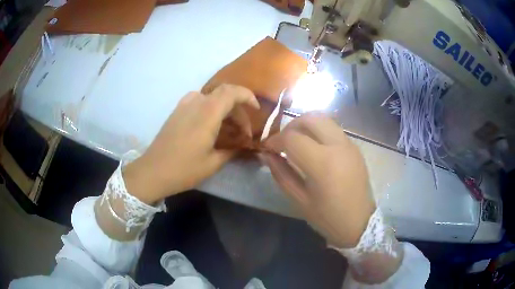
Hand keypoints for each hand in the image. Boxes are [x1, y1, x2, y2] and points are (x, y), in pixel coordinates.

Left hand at [123, 84, 259, 203]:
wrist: (153, 171)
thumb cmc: (184, 168)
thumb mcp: (213, 163)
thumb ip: (232, 150)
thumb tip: (245, 146)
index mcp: (208, 112)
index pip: (233, 92)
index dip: (248, 97)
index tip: (256, 110)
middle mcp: (196, 102)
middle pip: (224, 94)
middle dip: (238, 109)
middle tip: (243, 130)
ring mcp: (184, 105)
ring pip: (212, 97)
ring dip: (225, 109)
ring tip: (228, 129)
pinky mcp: (177, 111)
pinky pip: (199, 101)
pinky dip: (211, 109)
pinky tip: (211, 126)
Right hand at [261, 113, 375, 247]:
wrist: (360, 223)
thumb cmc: (328, 218)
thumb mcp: (299, 200)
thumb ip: (281, 173)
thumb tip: (265, 154)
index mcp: (323, 163)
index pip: (292, 138)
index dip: (275, 140)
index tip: (267, 148)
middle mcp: (338, 146)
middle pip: (310, 118)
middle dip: (291, 126)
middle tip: (282, 142)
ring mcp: (349, 144)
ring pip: (323, 119)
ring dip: (305, 126)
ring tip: (297, 142)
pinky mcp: (355, 147)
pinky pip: (333, 129)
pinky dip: (318, 131)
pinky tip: (314, 148)